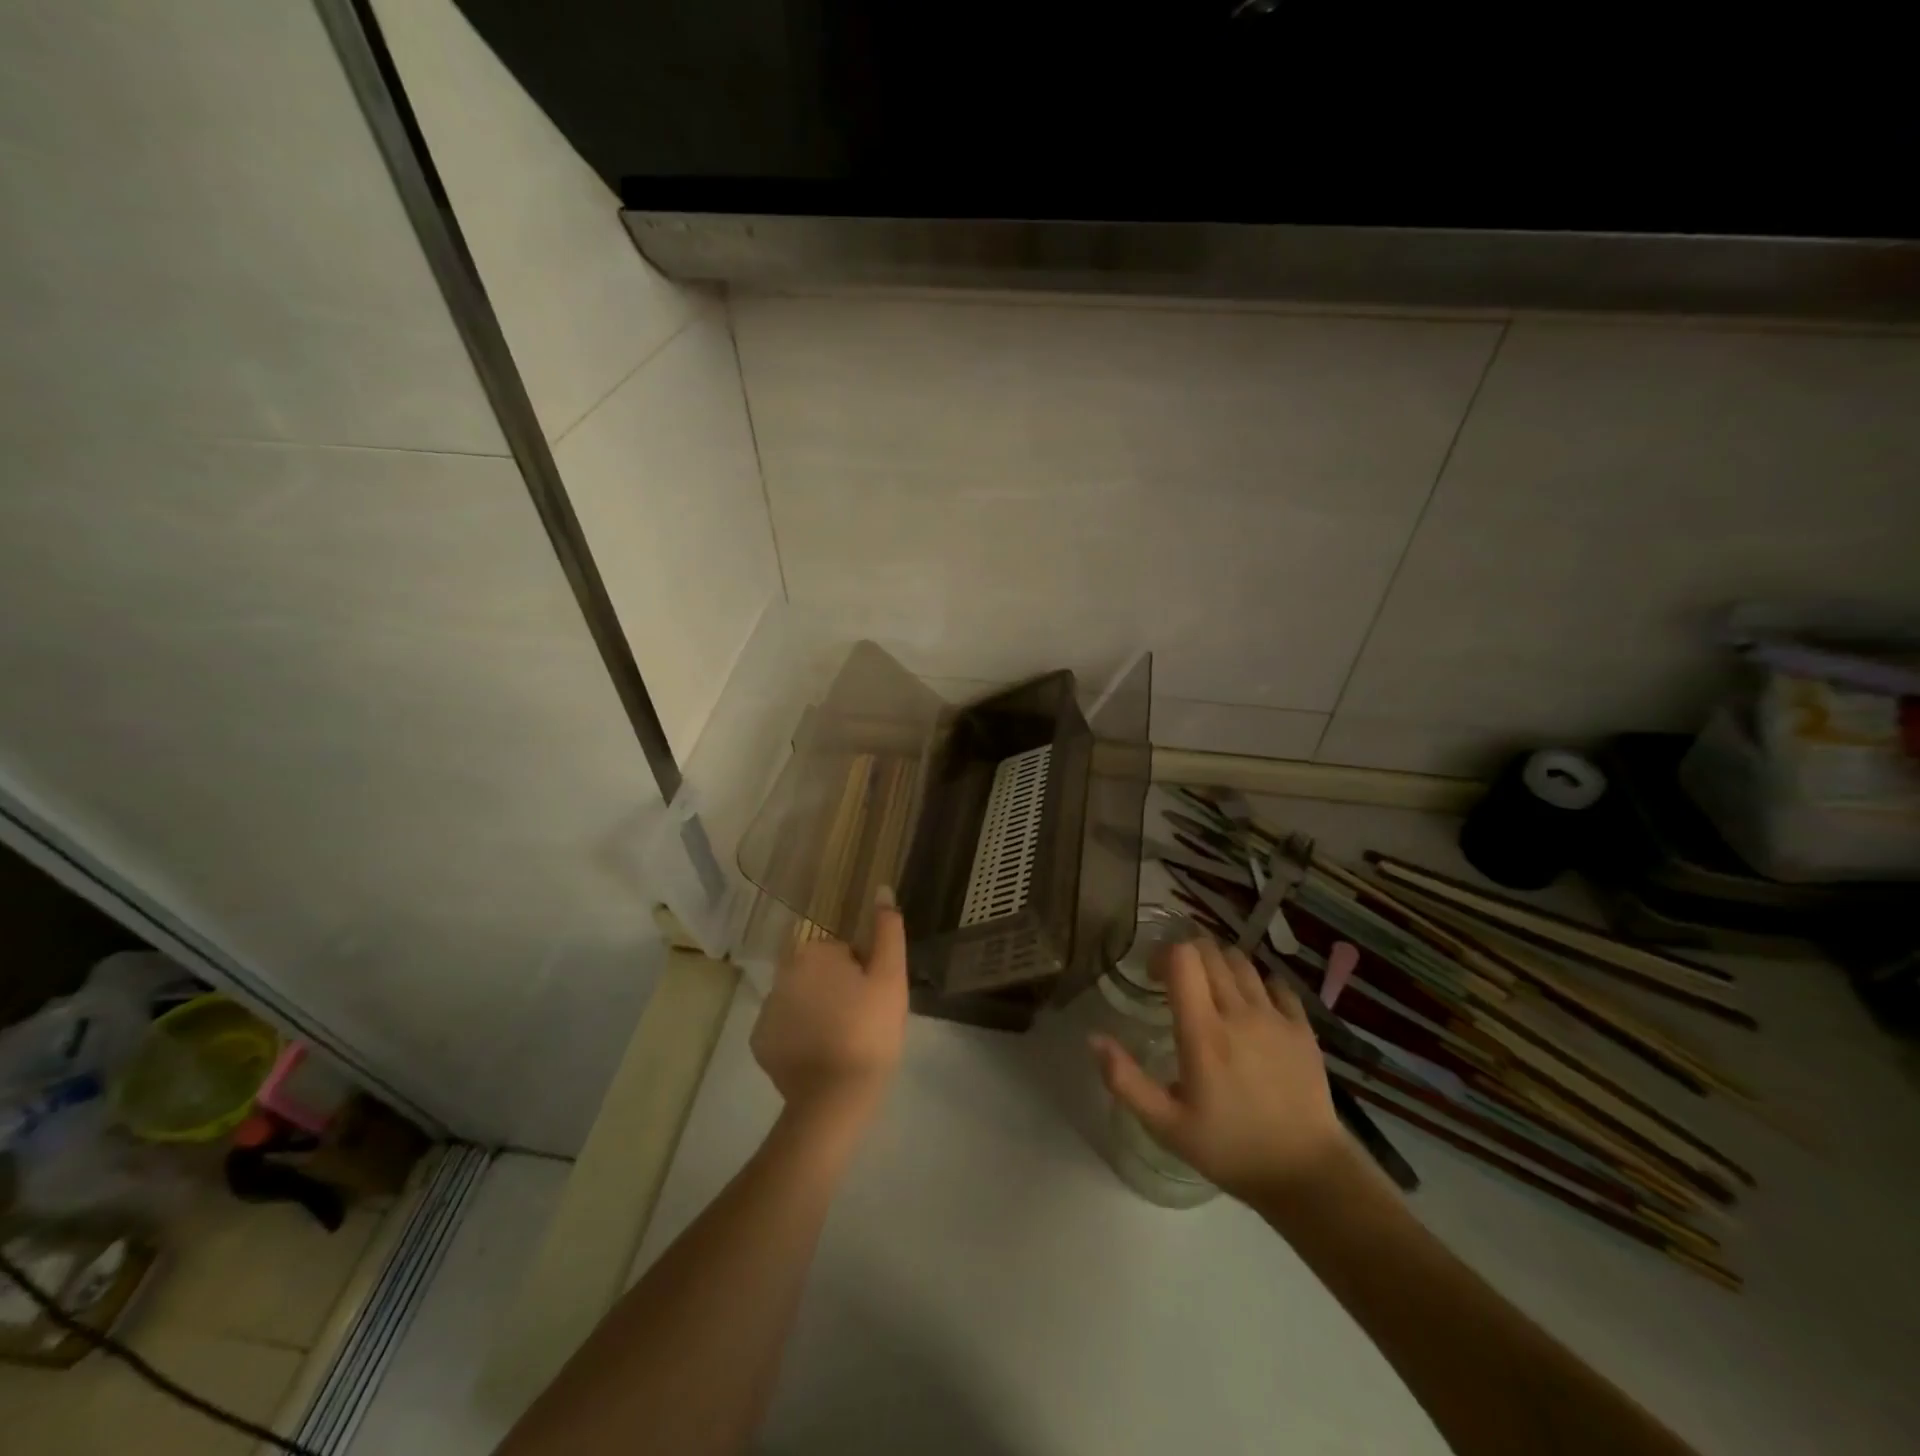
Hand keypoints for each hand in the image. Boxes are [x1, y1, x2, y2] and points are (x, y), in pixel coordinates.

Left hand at [751, 889, 909, 1130]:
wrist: (836, 1097)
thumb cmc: (870, 1030)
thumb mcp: (891, 976)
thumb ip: (887, 929)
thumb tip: (881, 888)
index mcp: (813, 952)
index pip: (842, 951)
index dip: (862, 972)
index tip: (872, 998)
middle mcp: (782, 972)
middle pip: (818, 972)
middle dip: (836, 988)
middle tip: (861, 1019)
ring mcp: (766, 1008)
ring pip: (800, 998)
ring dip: (817, 1010)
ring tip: (841, 1040)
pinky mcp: (760, 1042)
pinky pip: (785, 1027)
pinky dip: (799, 1036)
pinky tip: (819, 1055)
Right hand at [1090, 936, 1346, 1202]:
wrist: (1307, 1174)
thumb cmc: (1230, 1148)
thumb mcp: (1166, 1125)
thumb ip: (1125, 1080)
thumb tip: (1093, 1038)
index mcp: (1203, 1032)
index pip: (1182, 958)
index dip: (1163, 954)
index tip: (1153, 978)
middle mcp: (1239, 1012)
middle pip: (1210, 950)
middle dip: (1188, 955)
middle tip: (1178, 983)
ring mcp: (1275, 1017)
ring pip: (1242, 961)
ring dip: (1220, 965)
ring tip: (1213, 991)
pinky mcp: (1302, 1027)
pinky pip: (1277, 984)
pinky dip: (1259, 983)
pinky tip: (1252, 1006)